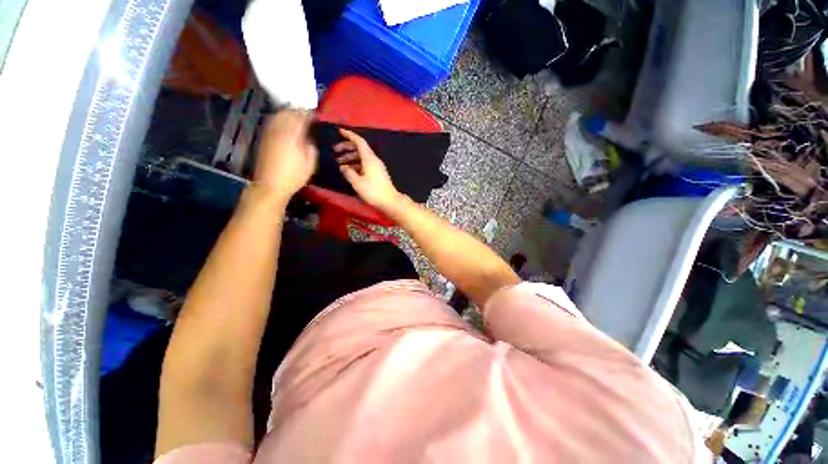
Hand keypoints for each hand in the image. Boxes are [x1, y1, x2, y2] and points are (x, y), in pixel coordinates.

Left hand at [254, 110, 317, 201]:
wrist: (271, 185)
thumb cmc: (294, 176)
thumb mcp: (310, 164)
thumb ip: (311, 148)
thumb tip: (310, 139)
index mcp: (292, 136)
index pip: (301, 118)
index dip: (309, 115)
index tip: (317, 116)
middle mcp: (279, 131)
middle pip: (288, 113)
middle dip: (298, 111)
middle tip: (307, 115)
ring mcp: (269, 134)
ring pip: (278, 116)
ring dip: (288, 113)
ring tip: (297, 117)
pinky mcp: (264, 139)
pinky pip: (272, 122)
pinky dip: (280, 119)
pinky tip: (285, 124)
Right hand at [335, 128, 401, 210]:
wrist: (390, 201)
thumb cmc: (373, 191)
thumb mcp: (357, 183)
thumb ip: (348, 173)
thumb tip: (343, 167)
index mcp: (369, 159)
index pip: (359, 141)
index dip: (349, 135)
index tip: (339, 131)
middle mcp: (374, 160)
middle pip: (360, 148)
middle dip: (347, 147)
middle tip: (335, 150)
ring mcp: (376, 166)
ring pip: (362, 157)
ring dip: (350, 157)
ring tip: (339, 163)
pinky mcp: (377, 173)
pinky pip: (365, 164)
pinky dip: (356, 164)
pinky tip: (349, 171)